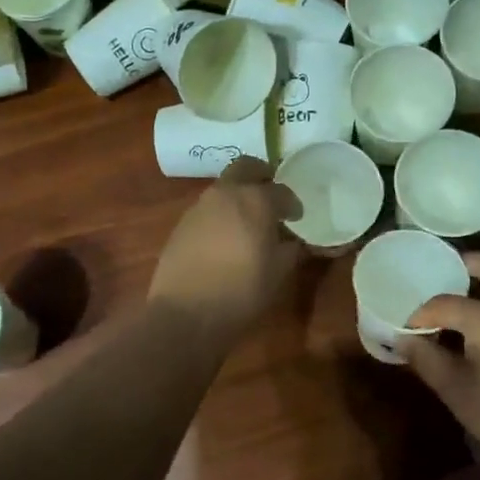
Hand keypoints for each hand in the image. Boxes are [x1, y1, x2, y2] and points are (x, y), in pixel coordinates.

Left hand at [149, 159, 300, 334]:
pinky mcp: (182, 223)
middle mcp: (226, 193)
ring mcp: (200, 206)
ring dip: (239, 195)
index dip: (293, 204)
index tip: (297, 217)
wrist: (185, 312)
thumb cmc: (241, 291)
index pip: (282, 191)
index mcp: (255, 200)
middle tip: (271, 195)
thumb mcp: (278, 272)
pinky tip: (226, 237)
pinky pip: (208, 208)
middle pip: (246, 167)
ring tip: (249, 220)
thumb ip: (290, 249)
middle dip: (262, 176)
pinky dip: (222, 213)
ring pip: (224, 186)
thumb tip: (292, 241)